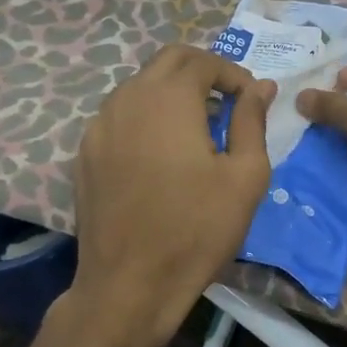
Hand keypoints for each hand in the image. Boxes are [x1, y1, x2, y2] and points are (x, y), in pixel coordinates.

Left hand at [68, 44, 274, 346]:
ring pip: (140, 85)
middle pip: (168, 61)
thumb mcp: (245, 176)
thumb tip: (261, 87)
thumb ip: (252, 121)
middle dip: (202, 71)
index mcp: (169, 98)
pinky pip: (120, 114)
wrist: (128, 286)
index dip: (233, 74)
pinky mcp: (85, 152)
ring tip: (198, 126)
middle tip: (227, 102)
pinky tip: (161, 151)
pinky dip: (146, 115)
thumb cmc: (196, 229)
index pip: (203, 61)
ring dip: (172, 91)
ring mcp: (100, 125)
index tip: (251, 100)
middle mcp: (128, 98)